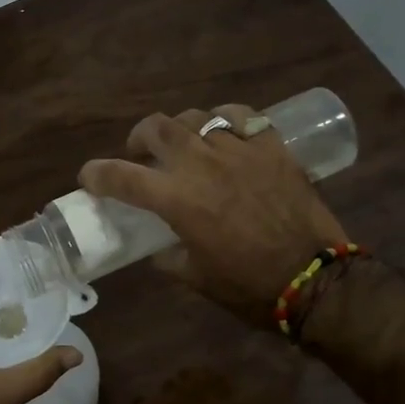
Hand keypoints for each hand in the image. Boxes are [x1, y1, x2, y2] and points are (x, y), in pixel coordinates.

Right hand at [78, 105, 348, 326]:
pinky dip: (224, 121)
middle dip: (139, 138)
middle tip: (141, 154)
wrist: (315, 280)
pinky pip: (241, 117)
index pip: (121, 176)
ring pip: (196, 117)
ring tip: (185, 145)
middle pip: (157, 128)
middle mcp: (202, 165)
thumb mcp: (195, 279)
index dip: (97, 174)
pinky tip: (225, 134)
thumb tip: (158, 247)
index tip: (88, 177)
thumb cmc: (250, 286)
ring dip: (180, 129)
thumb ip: (168, 257)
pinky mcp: (271, 147)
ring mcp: (239, 150)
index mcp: (178, 200)